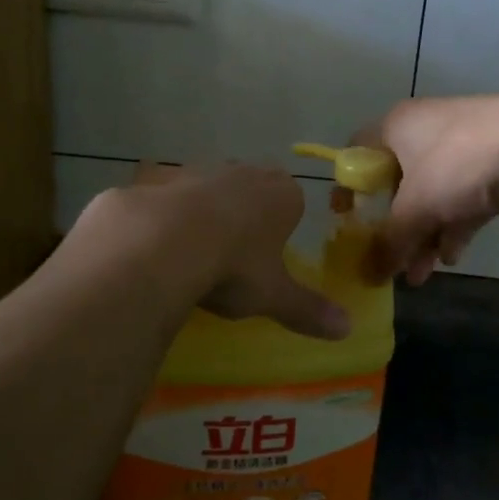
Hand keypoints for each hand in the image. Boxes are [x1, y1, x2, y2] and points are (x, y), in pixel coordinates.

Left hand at [87, 164, 350, 339]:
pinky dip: (159, 211)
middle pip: (251, 185)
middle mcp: (241, 171)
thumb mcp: (273, 296)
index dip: (283, 224)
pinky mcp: (154, 177)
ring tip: (191, 247)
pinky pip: (161, 192)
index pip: (293, 200)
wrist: (162, 244)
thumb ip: (307, 309)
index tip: (271, 252)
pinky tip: (151, 240)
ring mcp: (195, 170)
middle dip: (246, 209)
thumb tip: (347, 329)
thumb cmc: (233, 267)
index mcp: (280, 195)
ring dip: (203, 207)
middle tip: (235, 250)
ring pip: (206, 184)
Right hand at [355, 92, 498, 283]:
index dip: (347, 185)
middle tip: (387, 261)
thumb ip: (389, 243)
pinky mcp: (493, 168)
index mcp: (397, 125)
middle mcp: (426, 132)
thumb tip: (368, 276)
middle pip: (397, 182)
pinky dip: (454, 229)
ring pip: (432, 197)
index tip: (344, 220)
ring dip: (424, 236)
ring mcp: (462, 150)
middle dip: (394, 227)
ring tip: (419, 276)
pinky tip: (452, 259)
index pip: (357, 152)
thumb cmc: (460, 163)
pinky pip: (462, 202)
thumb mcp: (416, 207)